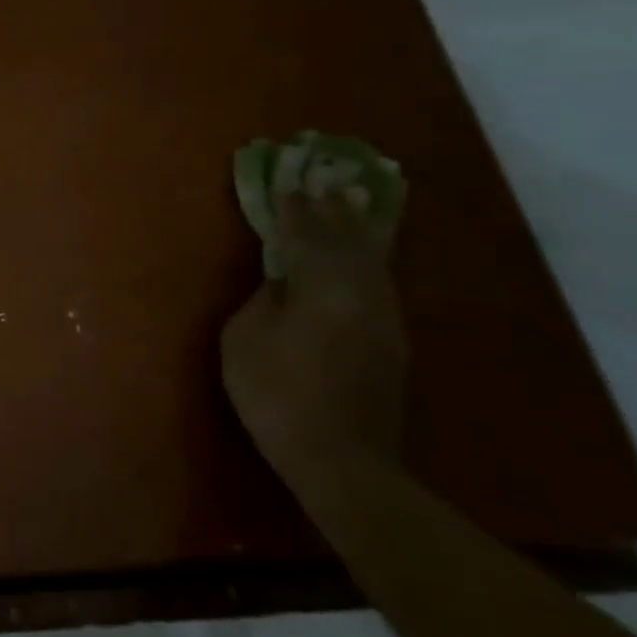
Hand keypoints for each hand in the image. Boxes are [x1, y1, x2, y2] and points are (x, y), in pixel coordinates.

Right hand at [221, 191, 408, 470]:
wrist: (341, 458)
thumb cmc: (277, 391)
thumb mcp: (245, 339)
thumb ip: (264, 300)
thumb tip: (282, 283)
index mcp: (324, 287)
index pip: (307, 235)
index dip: (295, 208)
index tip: (288, 180)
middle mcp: (363, 294)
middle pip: (351, 241)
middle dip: (336, 209)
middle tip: (330, 178)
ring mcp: (384, 320)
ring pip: (373, 261)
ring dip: (360, 230)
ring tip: (356, 202)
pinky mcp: (391, 344)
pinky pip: (378, 283)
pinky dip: (369, 260)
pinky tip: (364, 257)